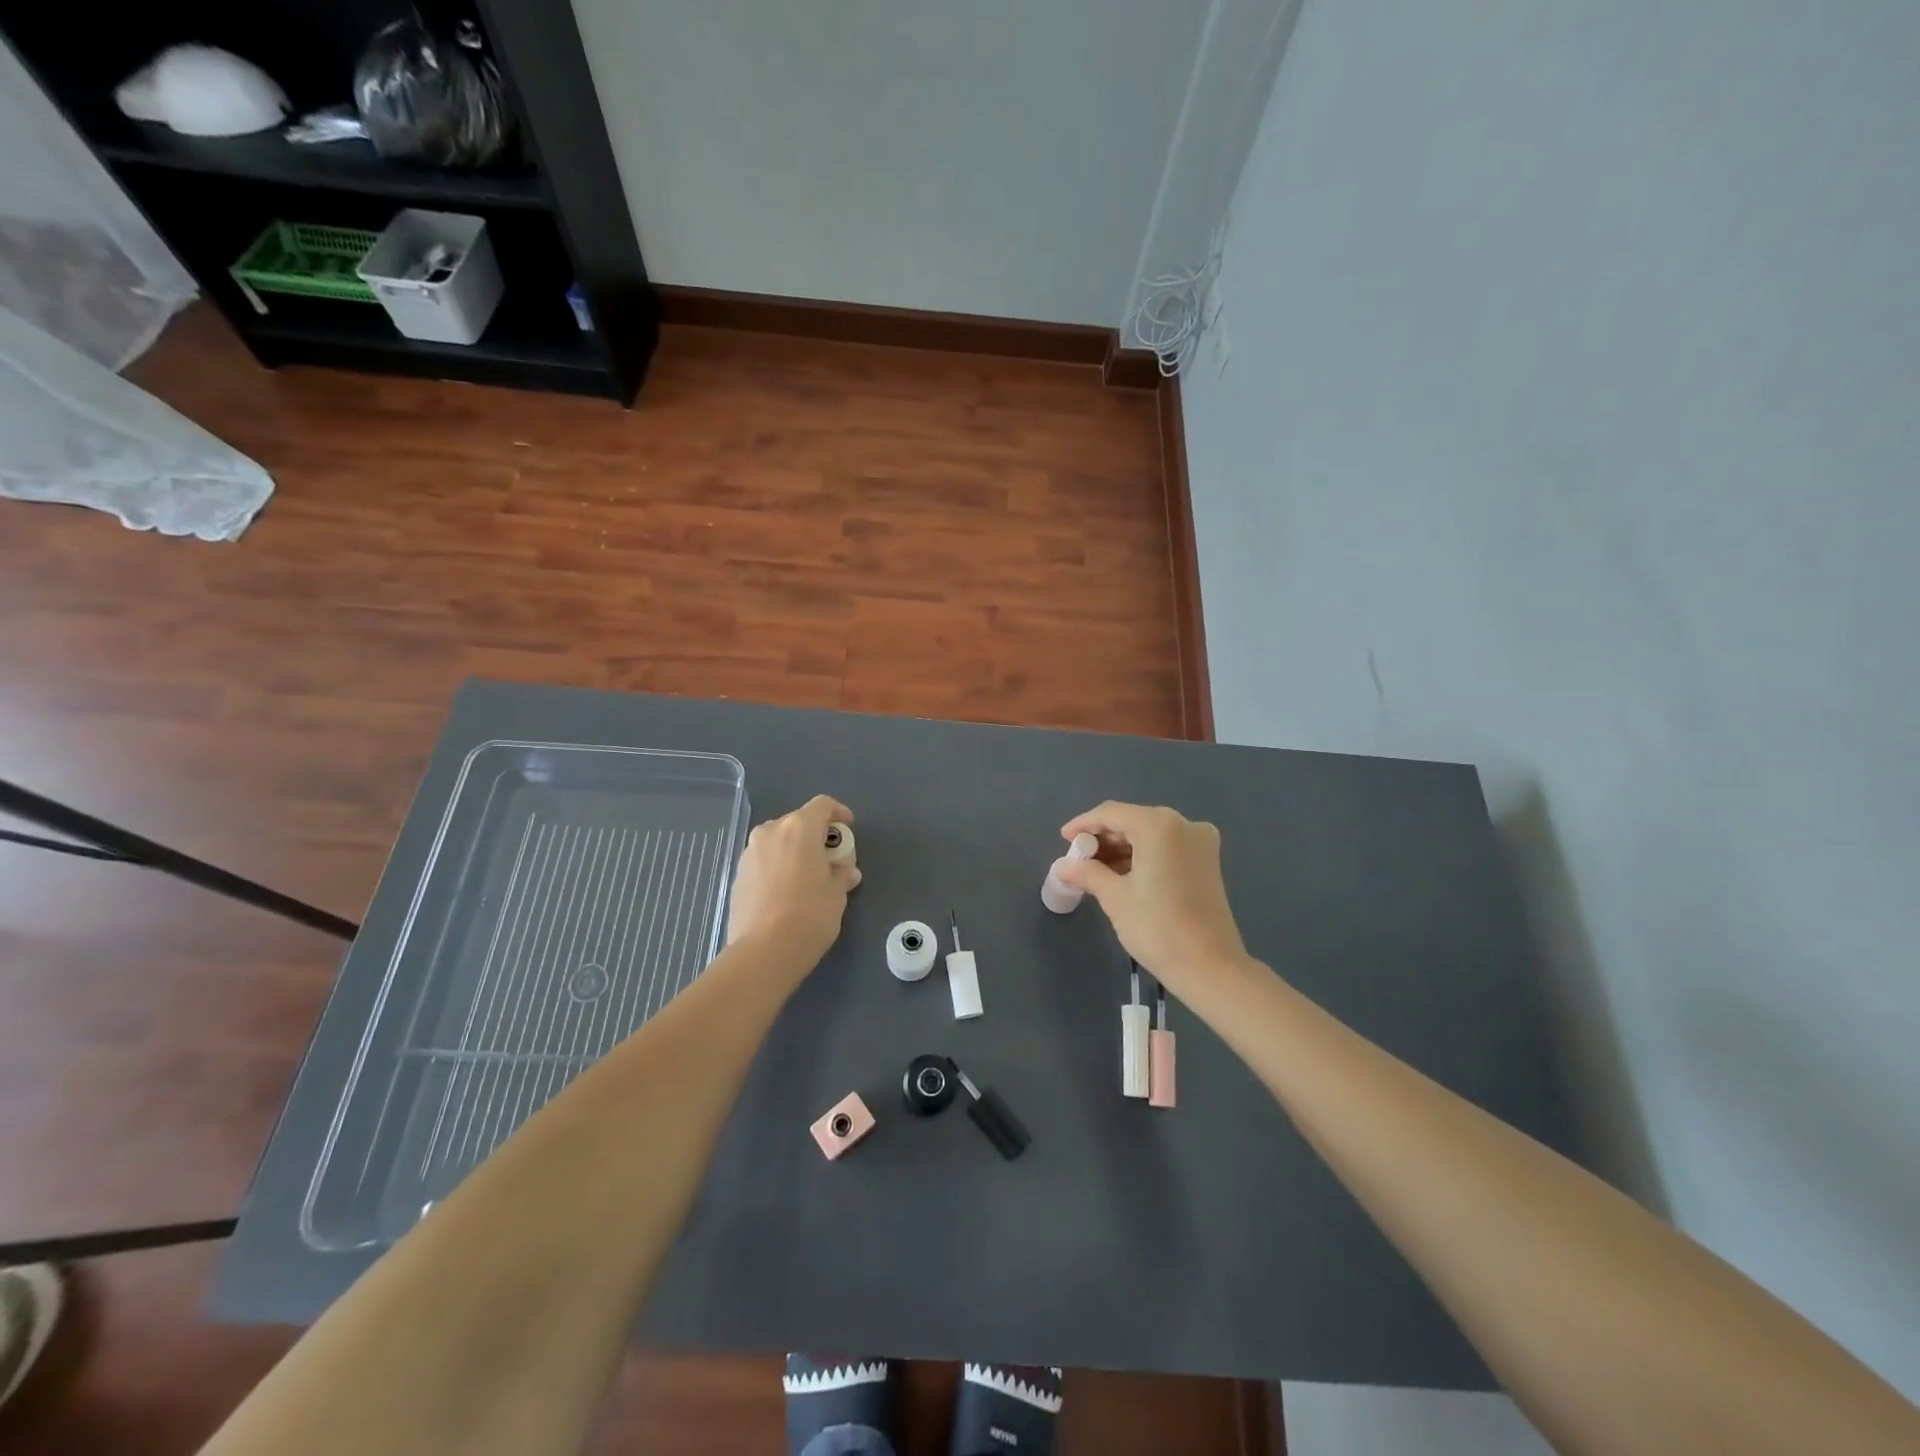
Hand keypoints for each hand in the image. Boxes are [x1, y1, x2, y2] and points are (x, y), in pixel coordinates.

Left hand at [727, 795, 861, 966]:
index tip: (847, 828)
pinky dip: (778, 867)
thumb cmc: (809, 915)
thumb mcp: (837, 894)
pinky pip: (764, 861)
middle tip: (830, 858)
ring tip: (808, 877)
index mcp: (799, 828)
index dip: (838, 813)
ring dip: (794, 851)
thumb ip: (842, 874)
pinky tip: (786, 892)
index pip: (822, 805)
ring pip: (778, 841)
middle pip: (798, 822)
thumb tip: (845, 871)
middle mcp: (771, 832)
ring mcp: (749, 853)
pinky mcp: (737, 875)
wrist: (763, 952)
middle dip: (815, 836)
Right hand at [1054, 802, 1248, 991]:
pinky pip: (1167, 848)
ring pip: (1150, 834)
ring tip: (1095, 870)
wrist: (1209, 967)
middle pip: (1133, 821)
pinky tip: (1123, 875)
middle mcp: (1183, 824)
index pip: (1111, 814)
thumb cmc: (1157, 927)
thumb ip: (1087, 873)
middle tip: (1078, 859)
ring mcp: (1200, 842)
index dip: (1083, 824)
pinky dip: (1143, 856)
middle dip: (1103, 838)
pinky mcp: (1207, 862)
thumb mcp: (1115, 897)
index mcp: (1159, 825)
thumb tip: (1062, 866)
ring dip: (1122, 849)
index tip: (1063, 839)